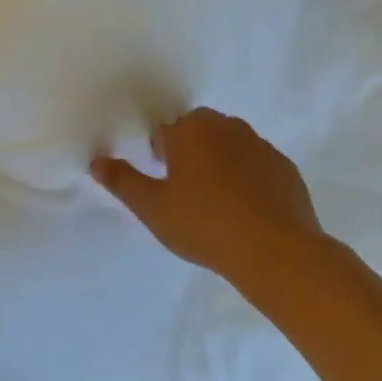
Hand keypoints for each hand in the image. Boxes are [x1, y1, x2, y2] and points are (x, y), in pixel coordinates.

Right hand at [92, 108, 325, 278]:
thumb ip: (122, 181)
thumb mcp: (152, 208)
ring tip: (216, 199)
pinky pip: (257, 163)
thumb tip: (96, 161)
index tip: (162, 181)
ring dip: (220, 160)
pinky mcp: (285, 168)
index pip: (165, 131)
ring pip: (230, 143)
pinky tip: (246, 209)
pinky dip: (248, 176)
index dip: (159, 154)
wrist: (276, 252)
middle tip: (185, 188)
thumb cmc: (204, 225)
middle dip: (190, 149)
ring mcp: (261, 146)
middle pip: (199, 129)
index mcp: (191, 132)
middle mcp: (227, 128)